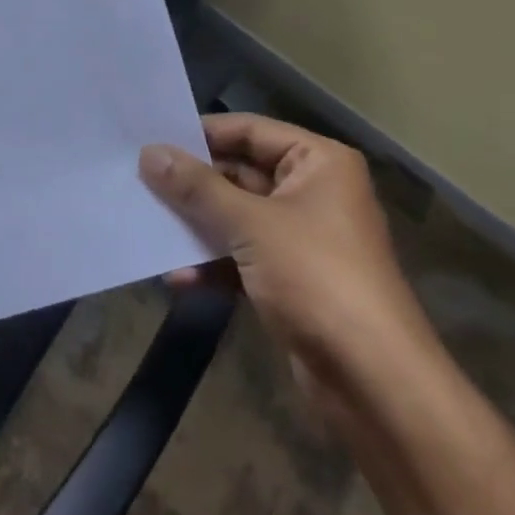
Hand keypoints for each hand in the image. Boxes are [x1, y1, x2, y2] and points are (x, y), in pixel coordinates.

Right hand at [140, 115, 437, 426]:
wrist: (375, 383)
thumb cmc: (317, 278)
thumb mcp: (251, 225)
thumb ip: (197, 187)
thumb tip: (150, 152)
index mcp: (317, 163)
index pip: (249, 130)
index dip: (201, 134)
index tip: (151, 140)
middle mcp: (312, 192)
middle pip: (240, 173)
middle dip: (193, 185)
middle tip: (139, 183)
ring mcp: (302, 238)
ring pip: (237, 217)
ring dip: (197, 226)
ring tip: (149, 227)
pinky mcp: (292, 280)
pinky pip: (243, 257)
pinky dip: (213, 264)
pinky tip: (177, 278)